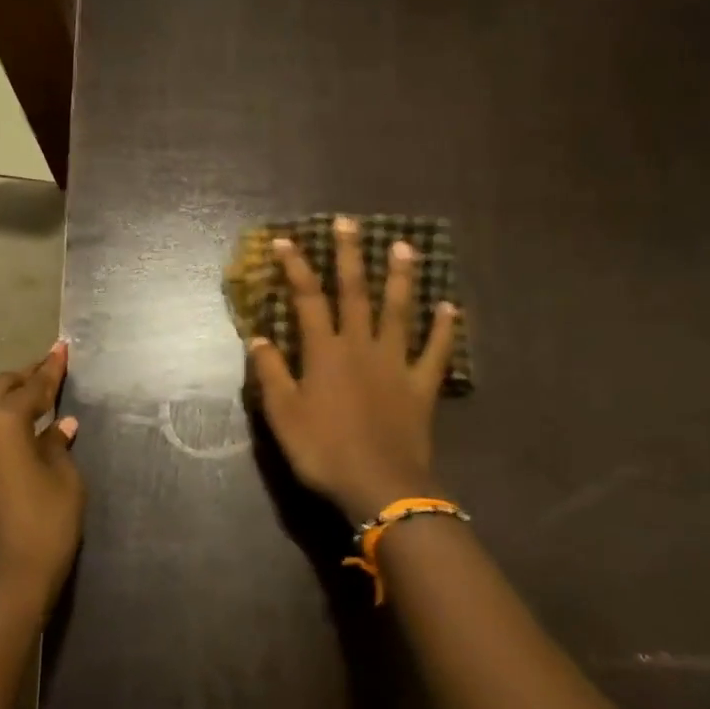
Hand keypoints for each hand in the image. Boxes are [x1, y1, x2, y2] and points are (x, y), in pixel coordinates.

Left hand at [0, 342, 84, 627]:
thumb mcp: (64, 483)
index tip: (62, 349)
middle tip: (46, 373)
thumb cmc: (42, 530)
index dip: (51, 369)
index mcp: (1, 423)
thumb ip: (58, 446)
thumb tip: (59, 425)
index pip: (32, 387)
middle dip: (23, 380)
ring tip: (21, 407)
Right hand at [248, 216, 459, 520]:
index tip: (288, 241)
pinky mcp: (421, 386)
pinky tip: (450, 308)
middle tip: (350, 223)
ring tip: (404, 246)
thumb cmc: (323, 451)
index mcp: (324, 353)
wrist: (378, 485)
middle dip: (349, 256)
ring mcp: (395, 364)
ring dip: (400, 278)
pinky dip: (445, 329)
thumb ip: (270, 373)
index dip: (296, 268)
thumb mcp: (282, 415)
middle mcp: (360, 347)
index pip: (307, 300)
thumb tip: (259, 337)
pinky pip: (436, 352)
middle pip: (355, 293)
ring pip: (399, 312)